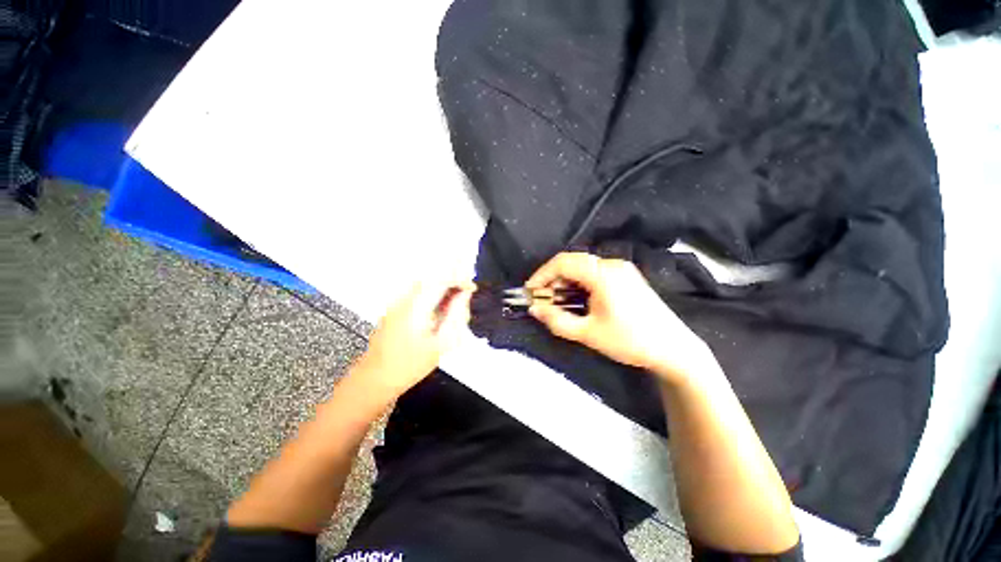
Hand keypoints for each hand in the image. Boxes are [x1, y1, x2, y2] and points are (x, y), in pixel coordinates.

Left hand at [355, 280, 474, 397]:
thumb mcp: (441, 343)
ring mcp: (396, 304)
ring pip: (424, 286)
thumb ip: (456, 316)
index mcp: (417, 306)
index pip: (441, 280)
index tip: (472, 289)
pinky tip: (436, 316)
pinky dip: (431, 298)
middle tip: (464, 300)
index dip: (459, 280)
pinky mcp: (393, 310)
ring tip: (452, 308)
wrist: (373, 380)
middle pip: (431, 280)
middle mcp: (404, 299)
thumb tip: (464, 295)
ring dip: (441, 291)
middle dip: (451, 284)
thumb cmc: (410, 366)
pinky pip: (416, 295)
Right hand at [528, 252, 710, 384]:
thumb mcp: (588, 333)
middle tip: (542, 299)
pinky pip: (595, 272)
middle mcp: (612, 264)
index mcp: (603, 274)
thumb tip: (534, 309)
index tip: (530, 291)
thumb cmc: (630, 341)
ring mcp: (622, 269)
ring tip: (557, 301)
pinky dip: (579, 283)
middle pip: (572, 262)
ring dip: (566, 281)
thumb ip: (556, 320)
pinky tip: (577, 299)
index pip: (563, 262)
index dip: (542, 274)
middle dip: (552, 278)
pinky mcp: (626, 276)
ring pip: (583, 267)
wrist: (673, 349)